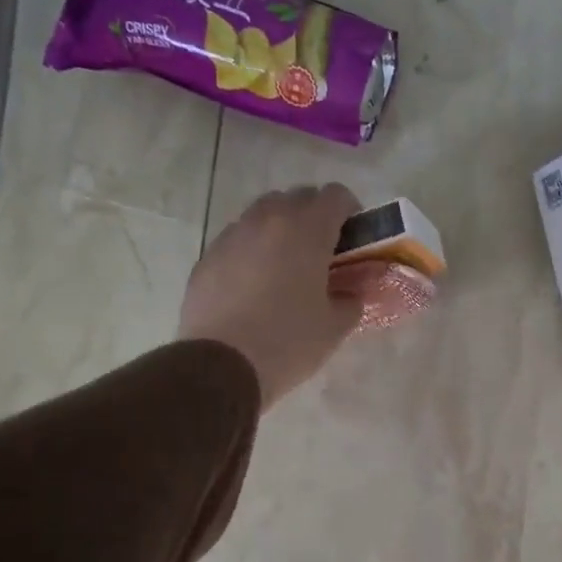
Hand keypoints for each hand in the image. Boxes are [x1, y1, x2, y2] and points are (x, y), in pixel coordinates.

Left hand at [179, 183, 362, 408]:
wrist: (221, 366)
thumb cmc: (288, 342)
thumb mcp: (334, 327)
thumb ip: (351, 300)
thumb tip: (350, 293)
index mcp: (306, 230)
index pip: (335, 195)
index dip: (350, 211)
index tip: (353, 237)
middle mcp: (267, 220)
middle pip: (297, 197)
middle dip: (314, 216)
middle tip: (322, 251)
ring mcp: (232, 236)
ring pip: (263, 214)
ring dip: (280, 229)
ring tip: (286, 266)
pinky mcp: (207, 257)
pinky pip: (237, 240)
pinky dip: (252, 250)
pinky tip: (254, 285)